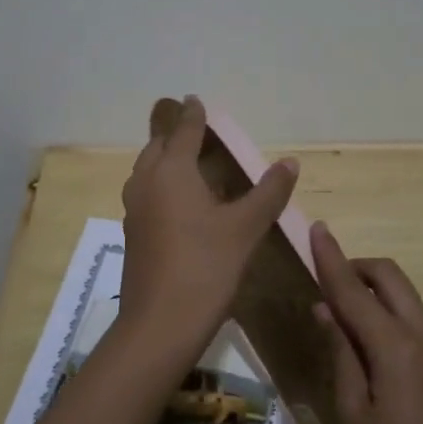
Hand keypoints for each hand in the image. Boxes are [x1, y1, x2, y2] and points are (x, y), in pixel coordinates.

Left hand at [118, 96, 297, 362]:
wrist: (160, 323)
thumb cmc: (206, 267)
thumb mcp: (245, 228)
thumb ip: (268, 193)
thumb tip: (289, 162)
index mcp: (171, 172)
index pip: (183, 132)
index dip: (192, 116)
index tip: (194, 100)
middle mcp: (146, 184)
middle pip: (157, 148)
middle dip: (173, 135)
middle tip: (192, 129)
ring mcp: (134, 211)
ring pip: (146, 172)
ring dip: (163, 160)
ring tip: (185, 163)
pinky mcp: (132, 235)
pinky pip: (145, 195)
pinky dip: (160, 186)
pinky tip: (177, 203)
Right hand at [311, 221, 422, 423]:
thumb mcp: (357, 416)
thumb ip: (342, 356)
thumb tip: (327, 311)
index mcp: (396, 347)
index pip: (354, 290)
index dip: (331, 259)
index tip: (316, 229)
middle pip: (390, 277)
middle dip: (357, 267)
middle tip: (327, 285)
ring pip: (406, 297)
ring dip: (374, 292)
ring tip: (344, 323)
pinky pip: (416, 321)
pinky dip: (390, 317)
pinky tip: (373, 352)